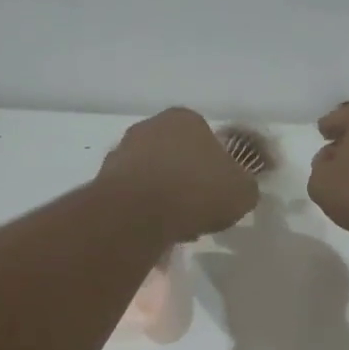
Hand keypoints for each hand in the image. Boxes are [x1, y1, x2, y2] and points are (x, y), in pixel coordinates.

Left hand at [98, 108, 259, 242]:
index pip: (207, 138)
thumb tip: (241, 187)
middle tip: (199, 211)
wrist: (138, 213)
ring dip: (164, 196)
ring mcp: (123, 150)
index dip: (217, 167)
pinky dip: (144, 210)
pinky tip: (153, 230)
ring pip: (154, 175)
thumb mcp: (243, 191)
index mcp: (185, 119)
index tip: (220, 192)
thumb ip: (245, 185)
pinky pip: (133, 195)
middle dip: (188, 181)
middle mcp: (150, 126)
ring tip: (176, 227)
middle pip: (177, 156)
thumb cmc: (197, 191)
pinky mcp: (103, 178)